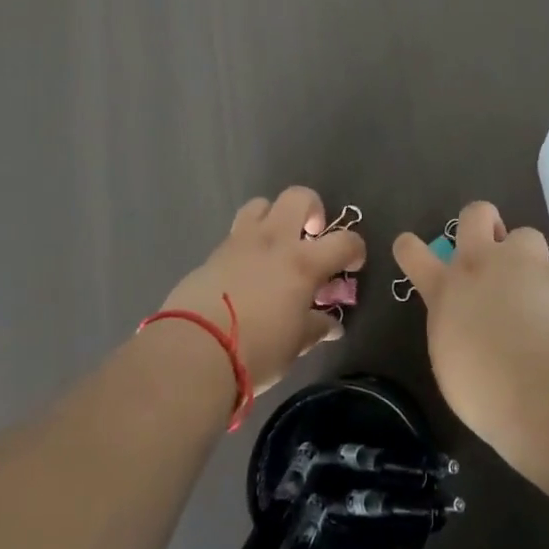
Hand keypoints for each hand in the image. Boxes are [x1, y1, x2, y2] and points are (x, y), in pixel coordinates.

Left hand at [160, 188, 364, 393]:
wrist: (194, 351)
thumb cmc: (256, 350)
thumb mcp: (294, 344)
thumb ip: (315, 327)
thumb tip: (330, 325)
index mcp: (302, 262)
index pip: (344, 241)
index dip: (355, 249)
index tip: (352, 264)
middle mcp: (273, 241)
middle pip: (299, 197)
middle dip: (312, 209)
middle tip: (311, 236)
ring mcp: (240, 242)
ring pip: (261, 204)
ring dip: (274, 217)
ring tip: (276, 245)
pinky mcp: (213, 253)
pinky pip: (236, 234)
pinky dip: (248, 244)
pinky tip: (247, 272)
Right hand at [393, 201, 548, 446]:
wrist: (529, 378)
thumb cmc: (477, 383)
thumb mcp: (451, 360)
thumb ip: (456, 334)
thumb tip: (470, 337)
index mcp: (444, 288)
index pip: (413, 254)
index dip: (410, 247)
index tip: (410, 248)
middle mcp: (479, 264)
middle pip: (475, 214)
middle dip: (483, 221)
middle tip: (491, 245)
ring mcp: (520, 264)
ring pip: (526, 234)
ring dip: (529, 256)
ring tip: (535, 285)